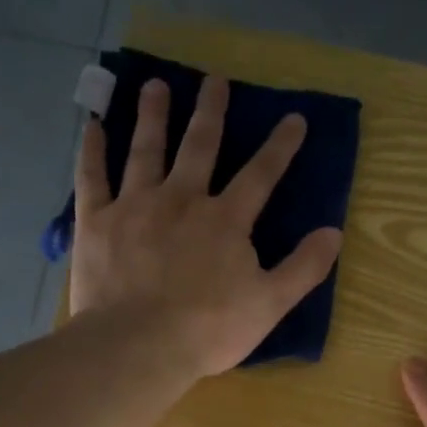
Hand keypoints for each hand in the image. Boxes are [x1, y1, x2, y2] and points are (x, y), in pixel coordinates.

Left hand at [69, 75, 343, 378]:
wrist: (139, 345)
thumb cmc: (209, 329)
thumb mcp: (269, 304)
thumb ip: (303, 267)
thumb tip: (334, 232)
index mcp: (225, 220)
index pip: (260, 175)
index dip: (280, 146)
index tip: (294, 118)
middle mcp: (181, 199)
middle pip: (199, 146)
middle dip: (211, 112)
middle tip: (214, 80)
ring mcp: (135, 206)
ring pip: (146, 150)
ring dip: (153, 116)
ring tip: (155, 85)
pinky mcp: (96, 222)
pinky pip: (92, 177)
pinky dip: (92, 151)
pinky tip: (93, 127)